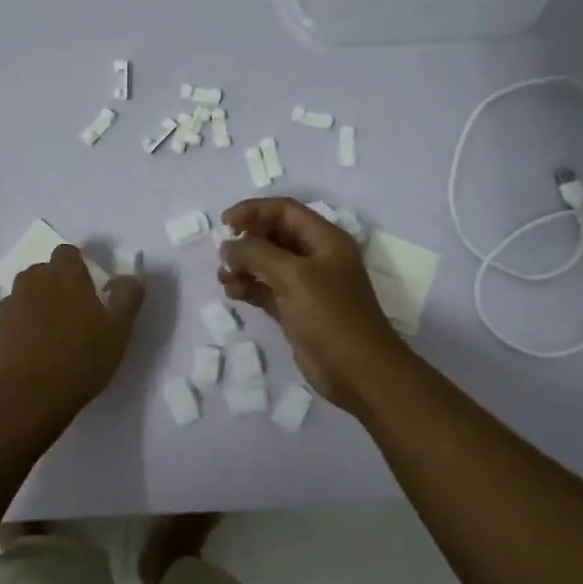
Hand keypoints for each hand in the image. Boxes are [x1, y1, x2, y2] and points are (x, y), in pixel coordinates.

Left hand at [0, 245, 143, 434]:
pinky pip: (15, 315)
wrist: (26, 397)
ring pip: (29, 292)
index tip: (92, 291)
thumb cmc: (80, 359)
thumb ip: (127, 297)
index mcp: (64, 273)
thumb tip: (128, 277)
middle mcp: (33, 280)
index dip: (80, 267)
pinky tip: (36, 346)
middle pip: (46, 271)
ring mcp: (11, 303)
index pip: (69, 253)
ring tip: (55, 331)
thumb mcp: (118, 330)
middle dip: (59, 284)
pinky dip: (24, 323)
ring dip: (41, 302)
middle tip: (77, 313)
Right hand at [219, 198, 412, 415]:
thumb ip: (257, 254)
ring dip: (244, 266)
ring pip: (268, 264)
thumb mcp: (293, 276)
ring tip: (223, 278)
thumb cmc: (330, 316)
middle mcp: (316, 257)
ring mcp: (307, 286)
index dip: (254, 210)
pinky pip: (267, 290)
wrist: (360, 372)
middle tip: (222, 255)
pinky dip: (249, 288)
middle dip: (247, 240)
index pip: (284, 211)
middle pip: (275, 235)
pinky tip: (232, 293)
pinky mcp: (297, 311)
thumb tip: (228, 247)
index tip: (225, 222)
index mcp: (324, 239)